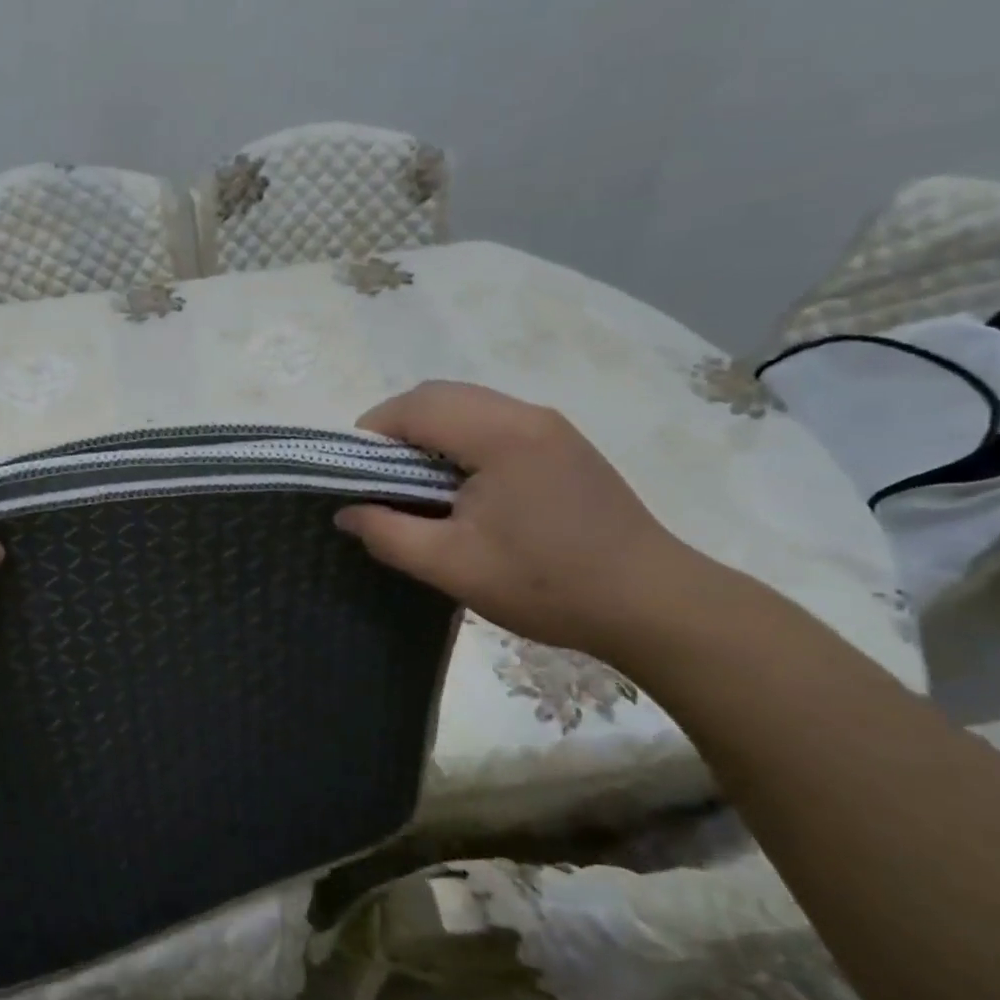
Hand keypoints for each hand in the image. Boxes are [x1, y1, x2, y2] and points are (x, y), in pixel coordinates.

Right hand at [337, 382, 711, 658]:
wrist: (653, 604)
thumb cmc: (547, 584)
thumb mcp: (451, 566)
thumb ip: (388, 532)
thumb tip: (346, 511)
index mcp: (500, 434)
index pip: (415, 406)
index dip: (371, 432)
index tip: (352, 472)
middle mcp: (526, 415)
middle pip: (439, 395)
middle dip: (395, 428)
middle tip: (377, 478)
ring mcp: (550, 427)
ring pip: (466, 405)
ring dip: (428, 433)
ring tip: (413, 484)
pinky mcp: (563, 445)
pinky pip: (492, 422)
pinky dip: (458, 440)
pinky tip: (459, 487)